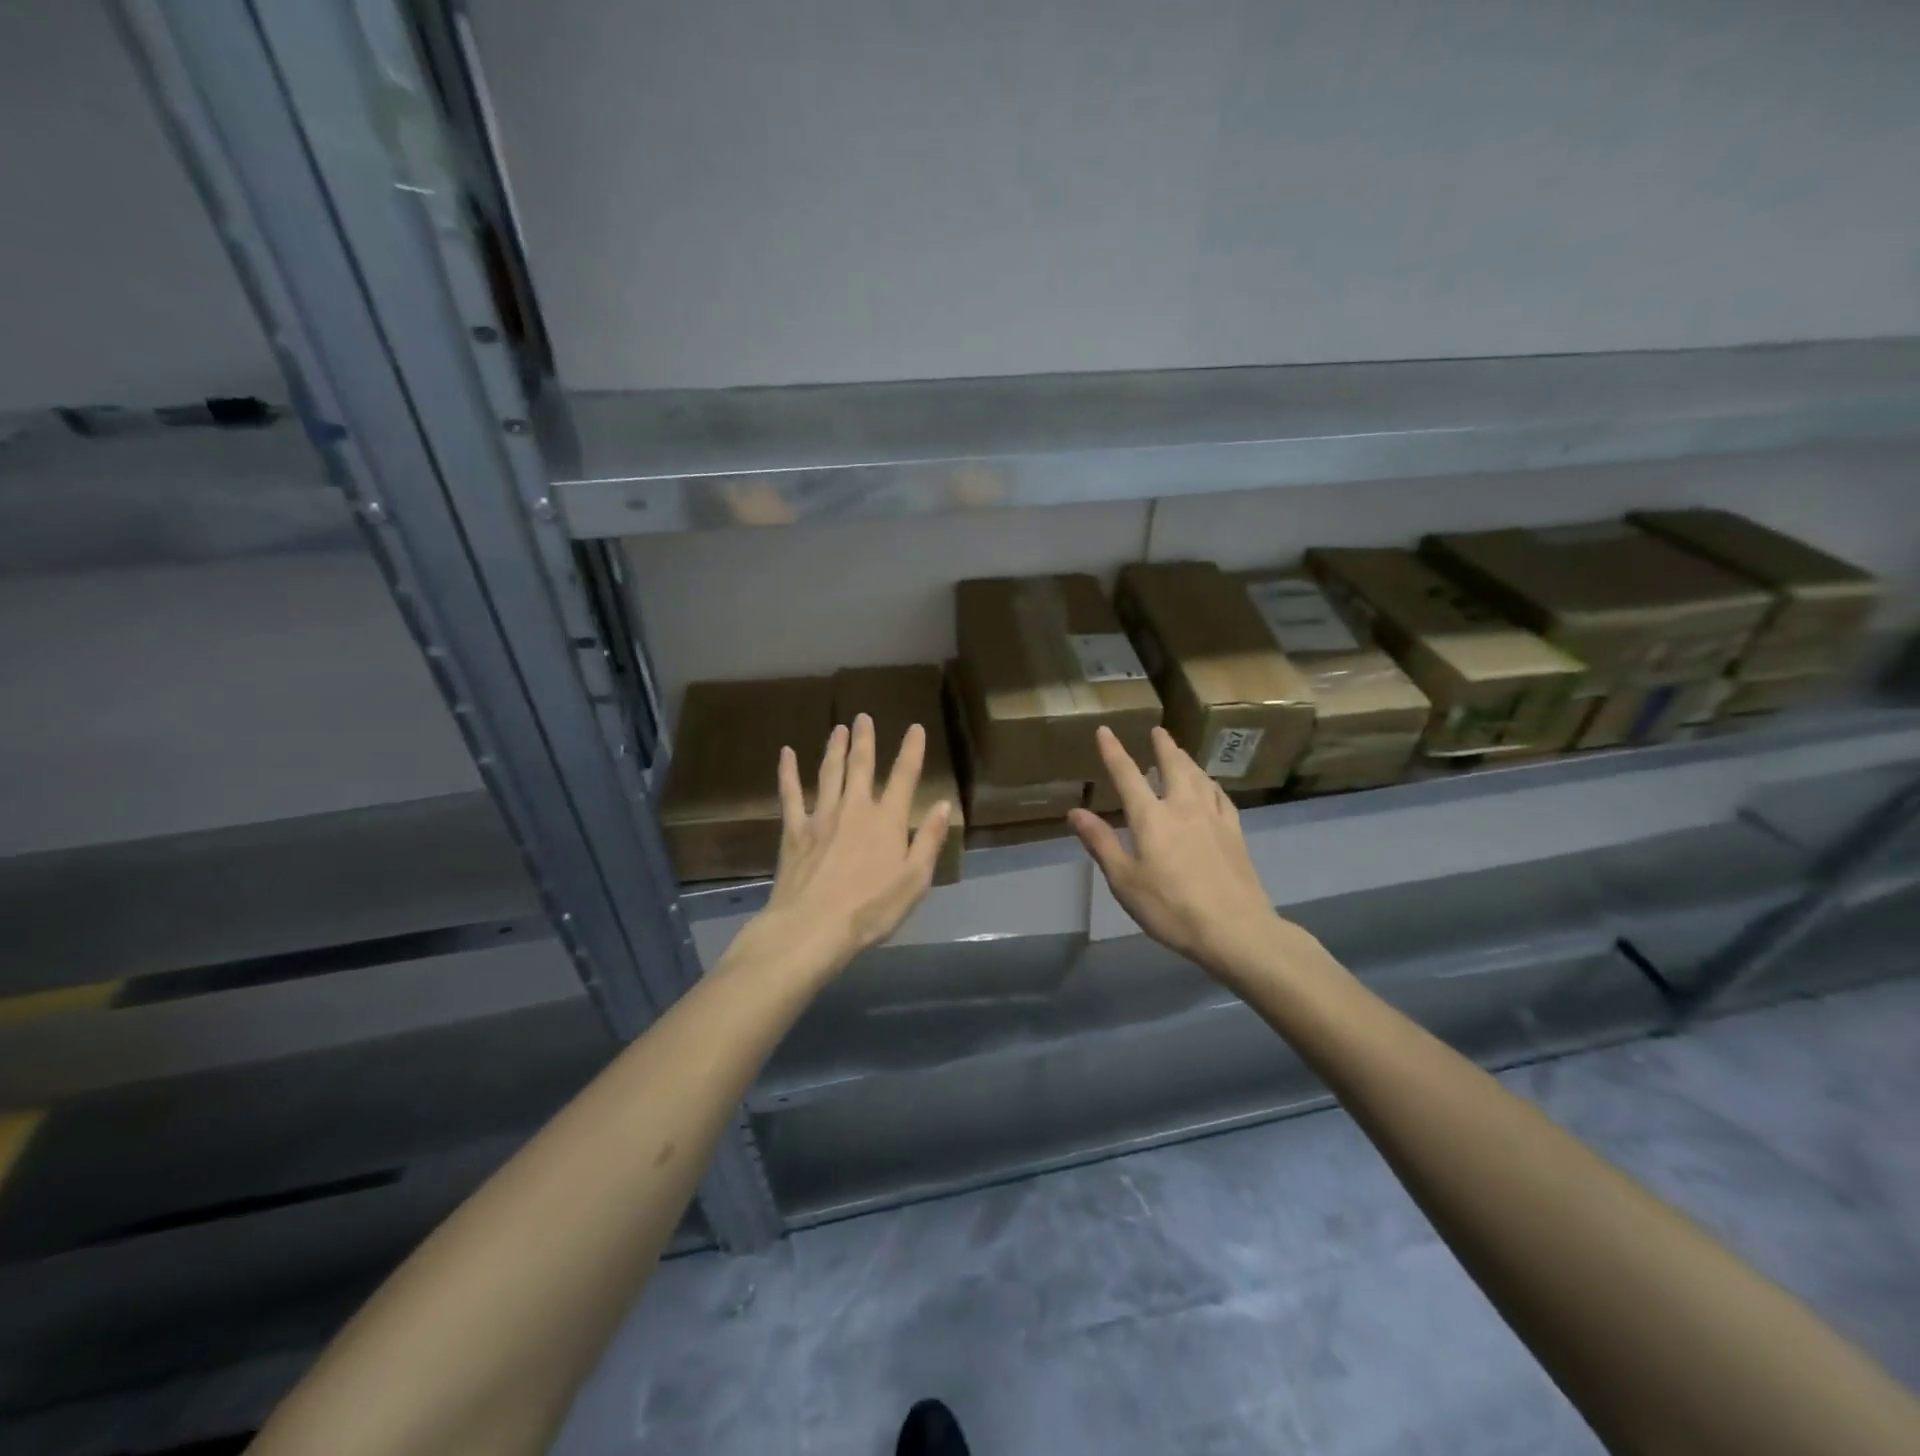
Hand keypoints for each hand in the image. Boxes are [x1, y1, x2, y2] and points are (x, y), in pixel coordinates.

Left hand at [754, 713, 951, 976]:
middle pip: (861, 766)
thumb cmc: (871, 908)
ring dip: (834, 748)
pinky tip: (786, 754)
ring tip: (838, 727)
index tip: (915, 728)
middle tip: (863, 716)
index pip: (904, 777)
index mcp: (887, 820)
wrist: (813, 926)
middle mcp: (855, 809)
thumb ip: (929, 840)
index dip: (911, 751)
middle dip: (865, 740)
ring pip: (829, 773)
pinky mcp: (794, 831)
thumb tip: (942, 805)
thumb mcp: (914, 880)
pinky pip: (790, 794)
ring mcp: (821, 816)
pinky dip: (788, 772)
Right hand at [1069, 726, 1285, 979]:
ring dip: (1187, 761)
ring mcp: (1213, 818)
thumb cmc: (1170, 908)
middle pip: (1173, 766)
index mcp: (1151, 817)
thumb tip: (1075, 811)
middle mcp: (1183, 807)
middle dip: (1163, 746)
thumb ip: (1101, 843)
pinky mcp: (1235, 833)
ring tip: (1180, 753)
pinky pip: (1222, 798)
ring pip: (1200, 777)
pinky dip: (1211, 785)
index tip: (1105, 730)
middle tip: (1158, 730)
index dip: (1113, 751)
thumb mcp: (1124, 880)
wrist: (1235, 929)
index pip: (1127, 775)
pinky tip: (1211, 788)